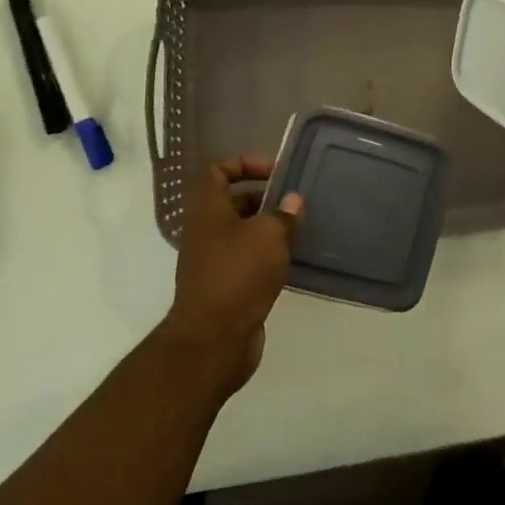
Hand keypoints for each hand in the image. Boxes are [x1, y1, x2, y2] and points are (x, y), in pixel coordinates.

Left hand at [159, 155, 301, 400]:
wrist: (213, 341)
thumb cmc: (238, 275)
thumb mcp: (269, 236)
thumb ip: (284, 214)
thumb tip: (293, 200)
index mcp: (207, 210)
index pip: (216, 170)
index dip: (244, 163)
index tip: (275, 172)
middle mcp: (205, 231)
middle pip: (231, 200)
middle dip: (263, 197)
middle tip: (294, 202)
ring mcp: (212, 260)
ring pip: (241, 232)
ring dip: (268, 227)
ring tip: (299, 228)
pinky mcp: (224, 286)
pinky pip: (247, 259)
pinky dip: (267, 255)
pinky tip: (292, 259)